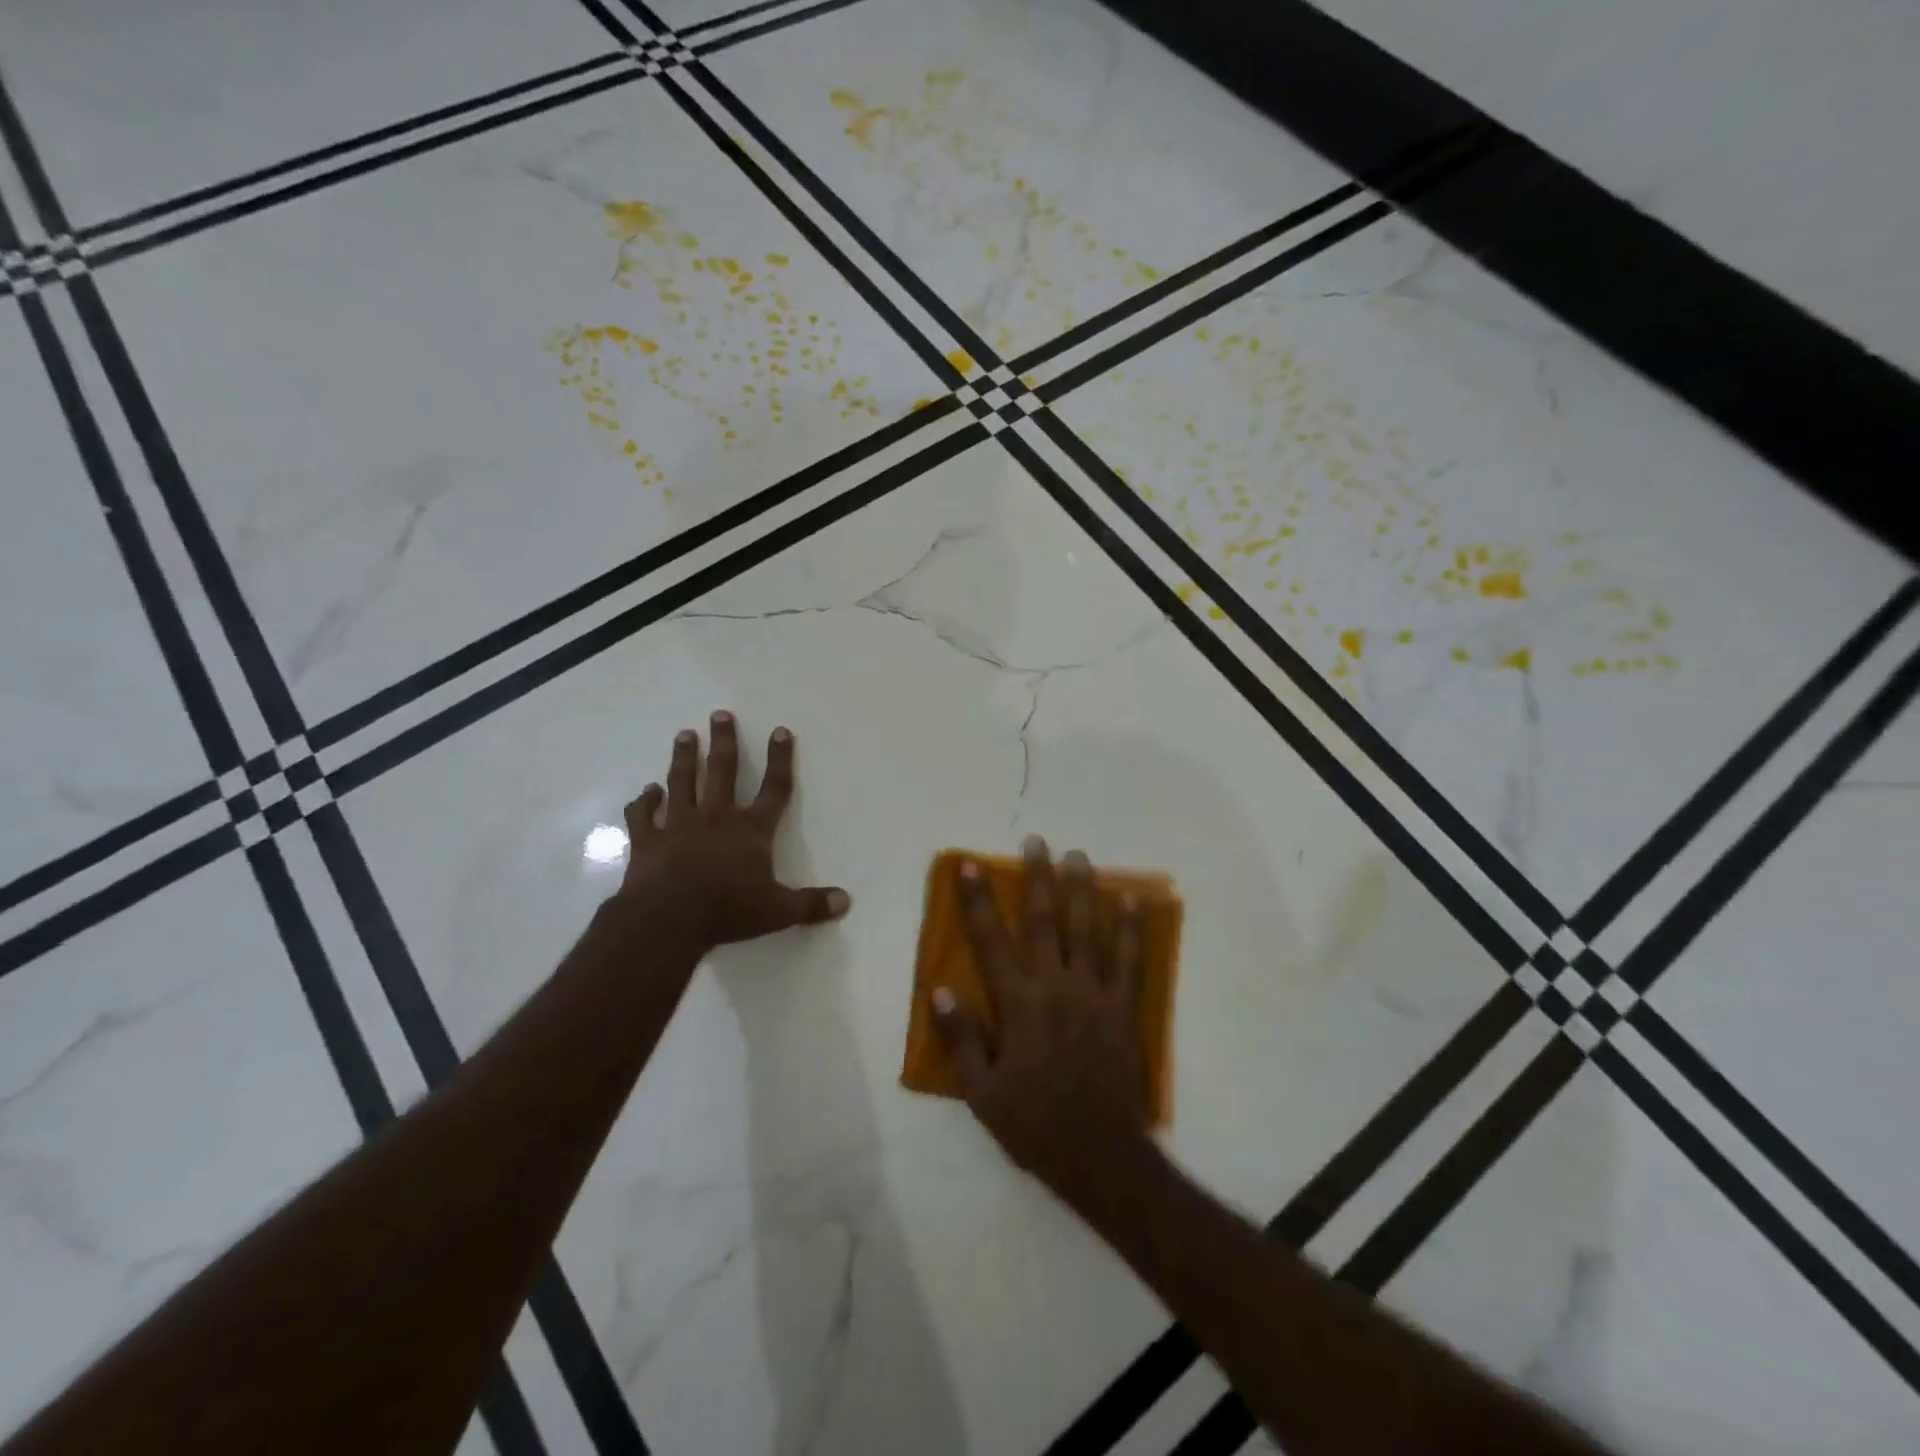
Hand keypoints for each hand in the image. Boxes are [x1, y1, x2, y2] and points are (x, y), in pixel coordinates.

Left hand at [617, 712, 849, 948]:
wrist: (667, 920)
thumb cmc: (728, 911)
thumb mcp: (778, 911)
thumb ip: (811, 905)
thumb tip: (845, 902)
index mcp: (751, 830)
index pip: (774, 788)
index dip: (780, 759)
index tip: (780, 731)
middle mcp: (716, 818)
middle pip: (723, 771)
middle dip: (724, 742)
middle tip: (720, 714)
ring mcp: (678, 825)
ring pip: (682, 783)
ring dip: (684, 758)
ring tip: (685, 735)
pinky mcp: (647, 840)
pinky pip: (644, 815)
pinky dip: (644, 802)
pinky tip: (647, 791)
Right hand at [932, 836, 1159, 1213]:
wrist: (1101, 1157)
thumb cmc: (1034, 1125)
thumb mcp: (982, 1093)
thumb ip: (961, 1038)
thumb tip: (938, 990)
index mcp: (1018, 1004)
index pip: (990, 941)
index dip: (978, 900)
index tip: (971, 865)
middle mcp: (1056, 987)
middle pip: (1045, 921)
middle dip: (1038, 878)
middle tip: (1036, 841)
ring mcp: (1095, 995)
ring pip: (1088, 930)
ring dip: (1082, 889)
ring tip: (1078, 855)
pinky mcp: (1124, 1009)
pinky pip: (1130, 960)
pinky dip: (1131, 928)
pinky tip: (1132, 901)